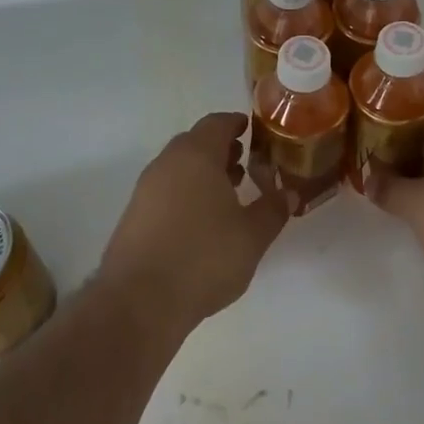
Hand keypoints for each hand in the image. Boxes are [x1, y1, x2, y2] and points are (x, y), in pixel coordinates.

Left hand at [99, 113, 290, 334]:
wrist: (139, 300)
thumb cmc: (203, 257)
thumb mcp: (252, 235)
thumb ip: (273, 209)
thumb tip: (289, 193)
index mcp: (196, 155)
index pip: (217, 123)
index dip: (236, 124)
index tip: (252, 130)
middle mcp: (167, 163)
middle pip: (196, 143)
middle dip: (221, 150)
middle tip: (246, 164)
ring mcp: (145, 189)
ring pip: (179, 167)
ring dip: (203, 173)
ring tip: (229, 194)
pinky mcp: (134, 215)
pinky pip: (166, 190)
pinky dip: (186, 193)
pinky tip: (202, 221)